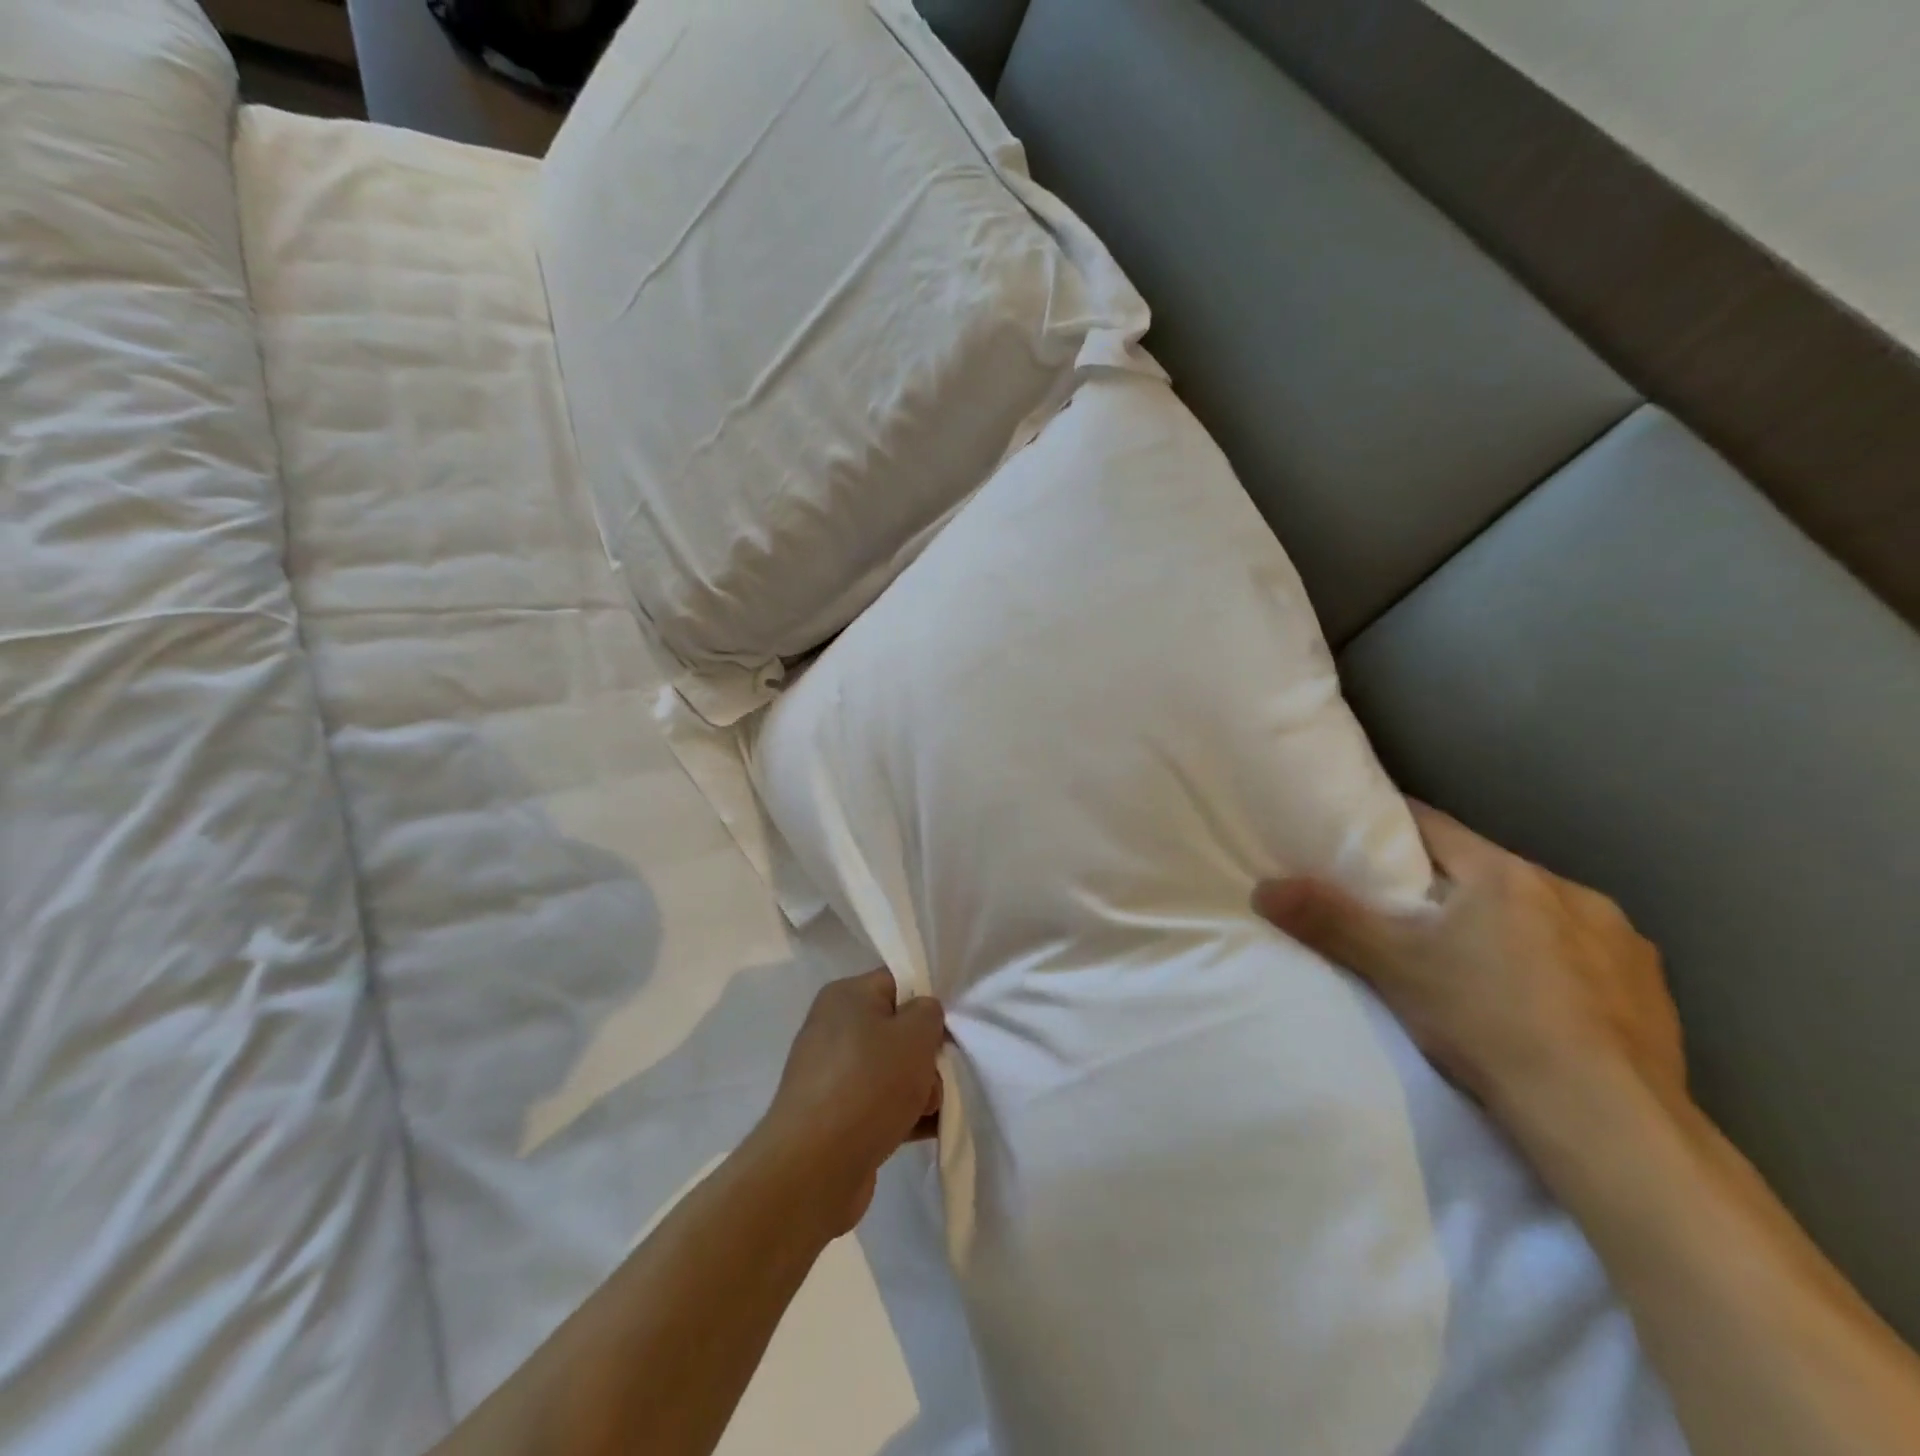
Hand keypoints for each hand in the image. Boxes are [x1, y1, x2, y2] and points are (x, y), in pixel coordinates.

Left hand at [754, 970, 944, 1238]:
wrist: (814, 1168)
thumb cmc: (868, 1084)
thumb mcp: (914, 1035)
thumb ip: (929, 1013)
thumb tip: (921, 1017)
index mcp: (846, 996)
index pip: (897, 982)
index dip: (928, 1000)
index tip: (951, 1026)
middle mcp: (833, 1028)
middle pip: (897, 1029)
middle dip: (926, 1055)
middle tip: (939, 1077)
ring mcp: (831, 1074)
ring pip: (891, 1070)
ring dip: (919, 1089)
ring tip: (930, 1111)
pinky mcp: (834, 1116)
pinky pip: (880, 1104)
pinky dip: (903, 1115)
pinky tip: (926, 1131)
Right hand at [1252, 802, 1685, 1132]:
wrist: (1609, 1124)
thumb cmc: (1489, 1024)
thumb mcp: (1395, 970)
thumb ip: (1329, 922)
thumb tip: (1264, 887)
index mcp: (1505, 875)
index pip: (1433, 826)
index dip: (1393, 827)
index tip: (1366, 837)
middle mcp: (1568, 891)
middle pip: (1487, 870)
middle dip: (1450, 885)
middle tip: (1413, 916)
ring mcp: (1620, 940)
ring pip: (1542, 912)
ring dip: (1510, 923)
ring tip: (1480, 963)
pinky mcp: (1652, 988)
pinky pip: (1588, 954)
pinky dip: (1559, 962)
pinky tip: (1545, 1002)